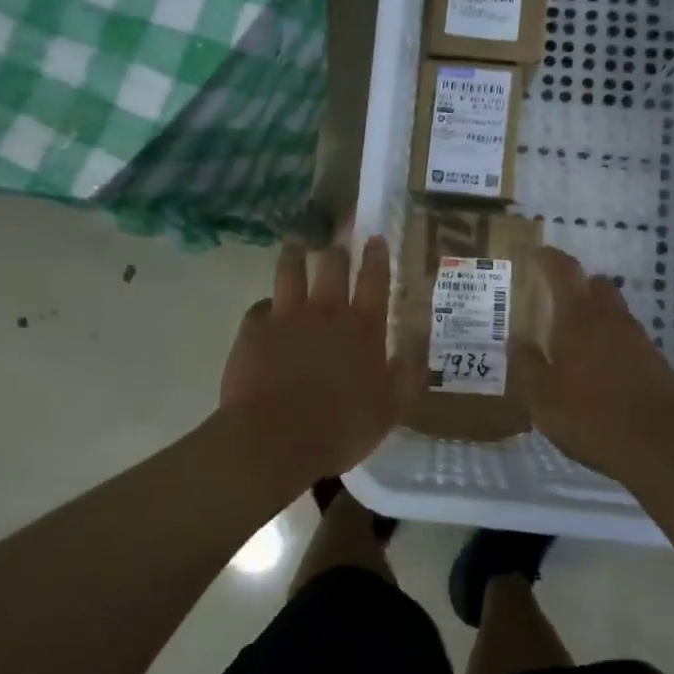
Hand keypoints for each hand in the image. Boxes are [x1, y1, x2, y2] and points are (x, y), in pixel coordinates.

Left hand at [221, 235, 404, 483]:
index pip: (374, 279)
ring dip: (296, 252)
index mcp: (362, 327)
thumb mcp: (391, 408)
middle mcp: (325, 311)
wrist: (274, 440)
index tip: (375, 237)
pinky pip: (259, 306)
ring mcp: (286, 317)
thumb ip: (408, 370)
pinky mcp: (253, 330)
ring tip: (296, 240)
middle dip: (337, 246)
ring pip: (291, 270)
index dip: (377, 255)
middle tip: (337, 233)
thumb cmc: (340, 428)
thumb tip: (420, 338)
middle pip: (332, 265)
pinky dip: (266, 305)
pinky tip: (266, 308)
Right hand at [511, 246, 673, 484]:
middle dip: (575, 284)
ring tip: (572, 339)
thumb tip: (516, 340)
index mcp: (578, 318)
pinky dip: (610, 339)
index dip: (548, 258)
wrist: (661, 447)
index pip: (564, 270)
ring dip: (594, 313)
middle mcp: (610, 318)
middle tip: (553, 299)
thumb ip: (527, 365)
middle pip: (595, 283)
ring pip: (613, 310)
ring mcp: (637, 337)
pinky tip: (598, 367)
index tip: (535, 254)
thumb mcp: (542, 399)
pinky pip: (626, 336)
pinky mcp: (654, 360)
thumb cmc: (591, 417)